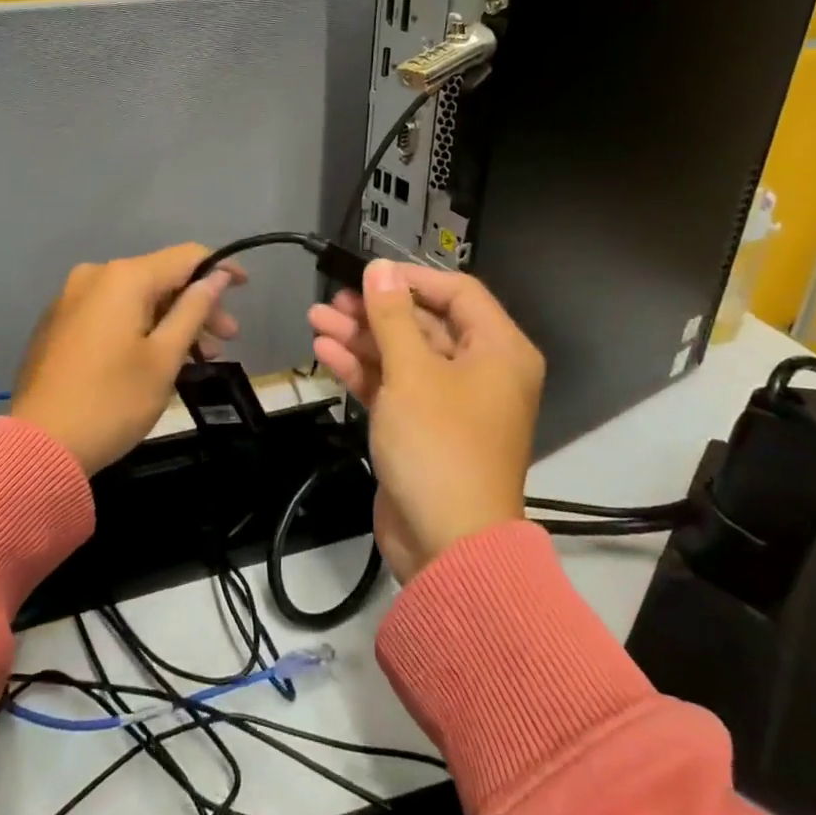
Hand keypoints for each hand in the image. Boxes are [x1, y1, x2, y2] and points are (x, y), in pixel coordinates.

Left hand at [13, 244, 244, 474]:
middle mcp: (94, 276)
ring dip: (170, 321)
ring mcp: (70, 299)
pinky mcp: (58, 324)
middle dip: (196, 305)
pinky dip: (139, 328)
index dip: (220, 268)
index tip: (245, 288)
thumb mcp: (164, 357)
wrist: (39, 446)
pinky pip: (111, 313)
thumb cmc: (113, 400)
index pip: (185, 256)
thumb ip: (194, 309)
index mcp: (123, 277)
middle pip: (159, 278)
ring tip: (197, 357)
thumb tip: (216, 275)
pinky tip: (156, 358)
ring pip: (135, 299)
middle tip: (226, 340)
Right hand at [309, 260, 542, 580]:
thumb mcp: (413, 373)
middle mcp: (480, 371)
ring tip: (316, 319)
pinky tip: (325, 352)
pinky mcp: (422, 428)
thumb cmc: (439, 446)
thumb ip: (392, 317)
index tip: (369, 273)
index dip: (412, 278)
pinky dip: (363, 370)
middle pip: (425, 324)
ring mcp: (449, 402)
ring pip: (403, 355)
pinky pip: (393, 386)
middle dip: (376, 311)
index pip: (458, 293)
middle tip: (333, 301)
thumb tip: (380, 268)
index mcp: (499, 351)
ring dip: (361, 338)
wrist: (446, 546)